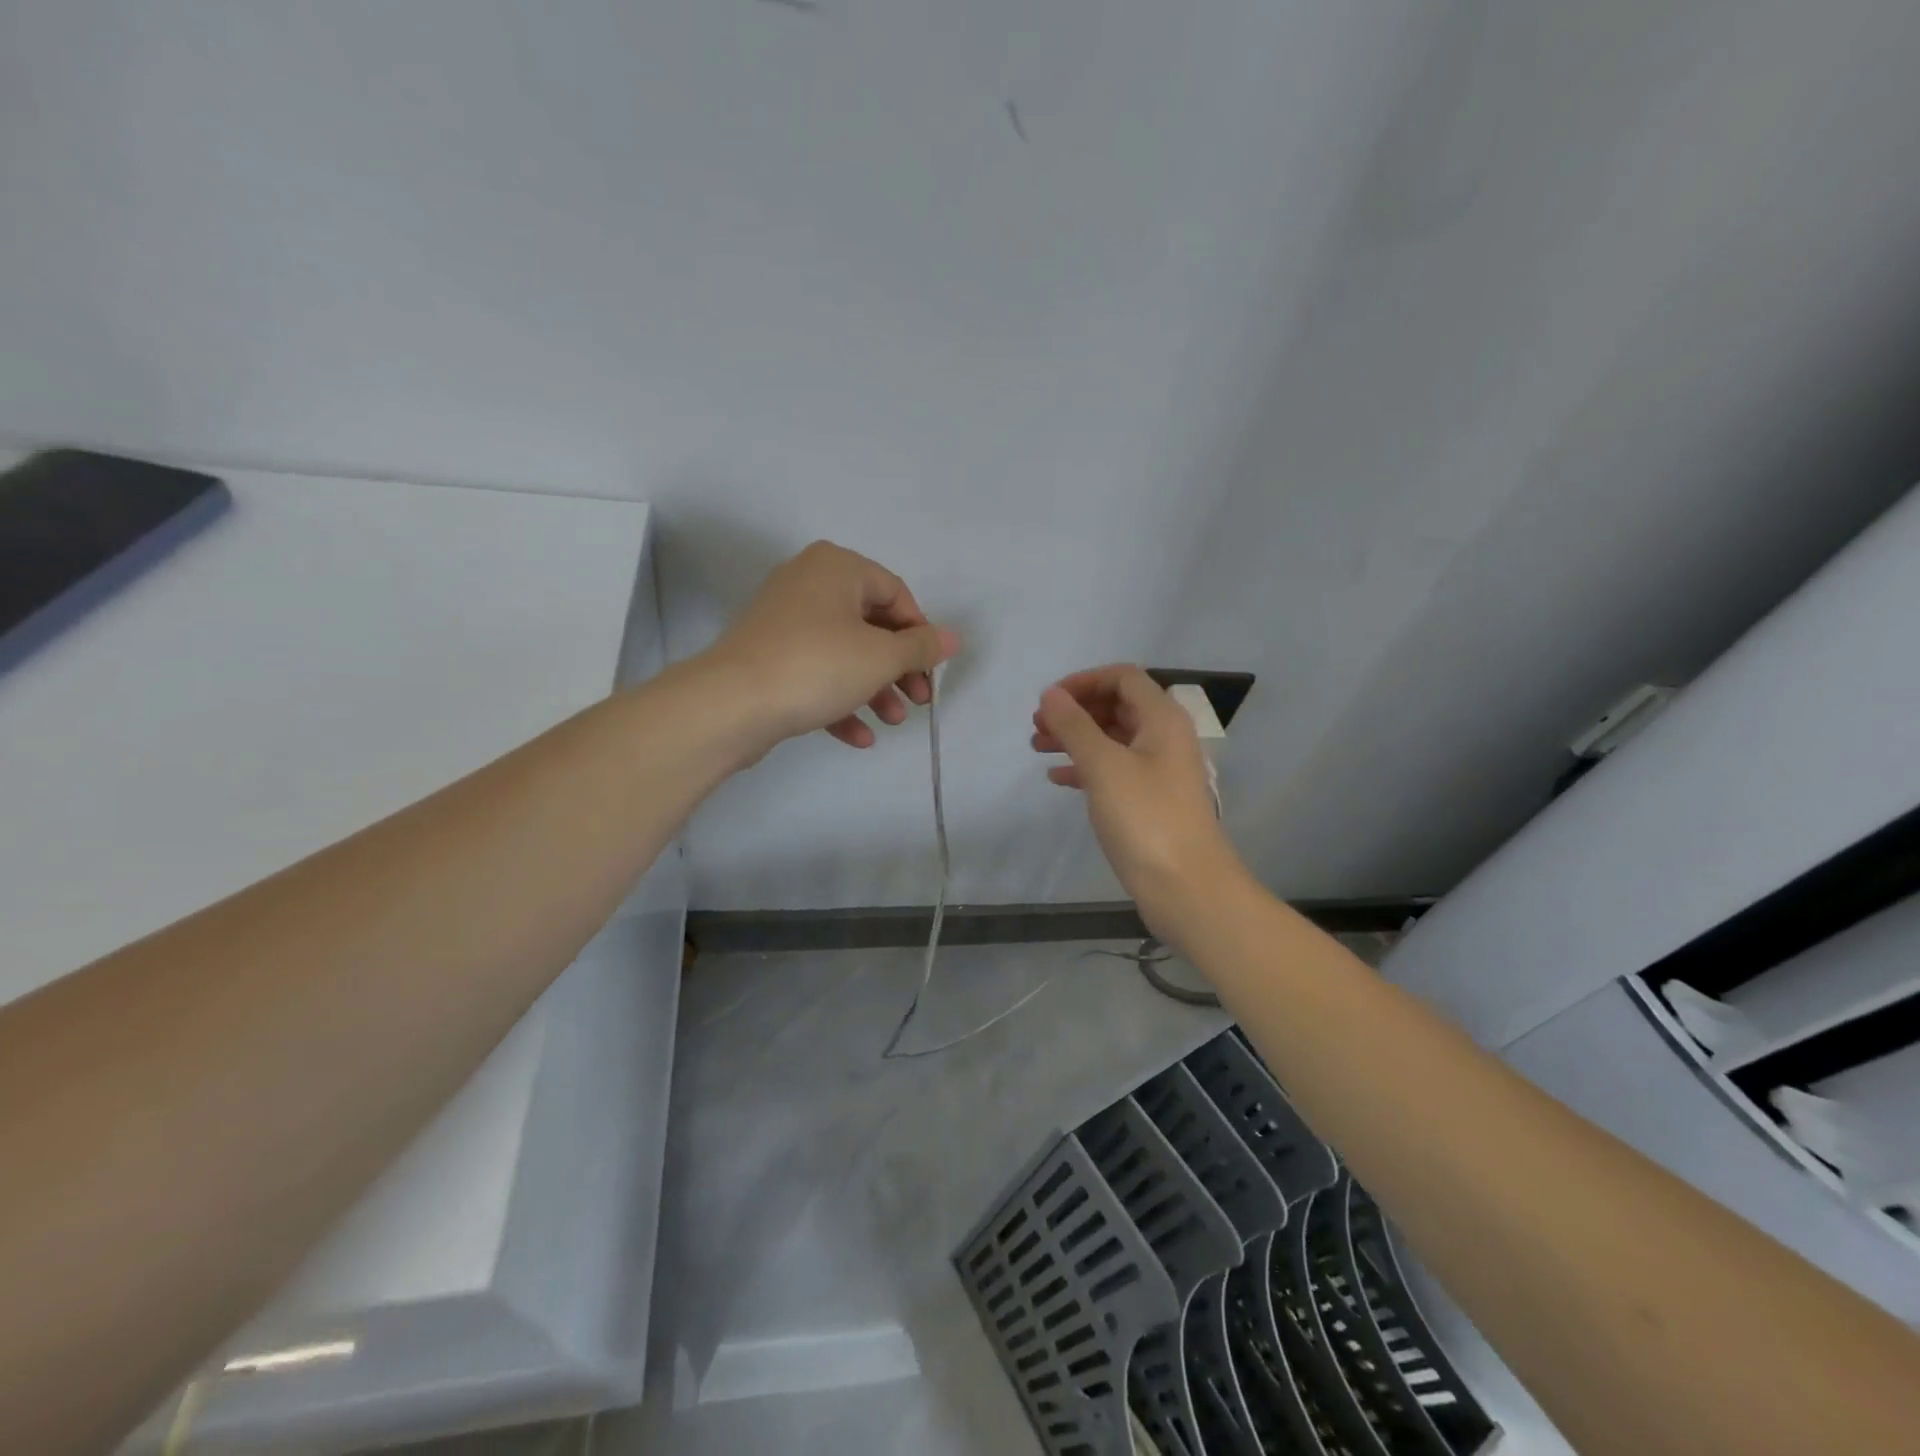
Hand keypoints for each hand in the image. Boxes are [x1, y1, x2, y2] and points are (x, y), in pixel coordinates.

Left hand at [703, 541, 958, 755]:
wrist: (731, 704)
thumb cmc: (817, 665)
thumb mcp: (881, 656)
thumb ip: (921, 647)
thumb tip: (952, 638)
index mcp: (836, 568)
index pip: (896, 594)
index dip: (920, 634)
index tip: (931, 670)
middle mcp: (809, 584)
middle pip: (871, 625)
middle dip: (899, 668)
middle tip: (919, 700)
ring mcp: (784, 622)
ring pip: (844, 653)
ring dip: (874, 689)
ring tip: (892, 722)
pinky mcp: (769, 658)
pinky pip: (816, 673)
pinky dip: (840, 701)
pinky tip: (860, 737)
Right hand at [1032, 665, 1242, 938]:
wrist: (1186, 886)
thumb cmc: (1145, 818)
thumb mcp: (1104, 766)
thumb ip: (1075, 726)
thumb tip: (1051, 694)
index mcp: (1162, 719)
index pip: (1122, 677)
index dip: (1083, 681)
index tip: (1048, 700)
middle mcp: (1164, 737)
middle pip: (1116, 706)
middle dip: (1075, 711)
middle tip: (1037, 726)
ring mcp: (1158, 770)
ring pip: (1112, 739)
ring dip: (1075, 738)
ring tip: (1037, 749)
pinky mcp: (1149, 800)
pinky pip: (1113, 770)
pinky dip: (1085, 768)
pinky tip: (1057, 779)